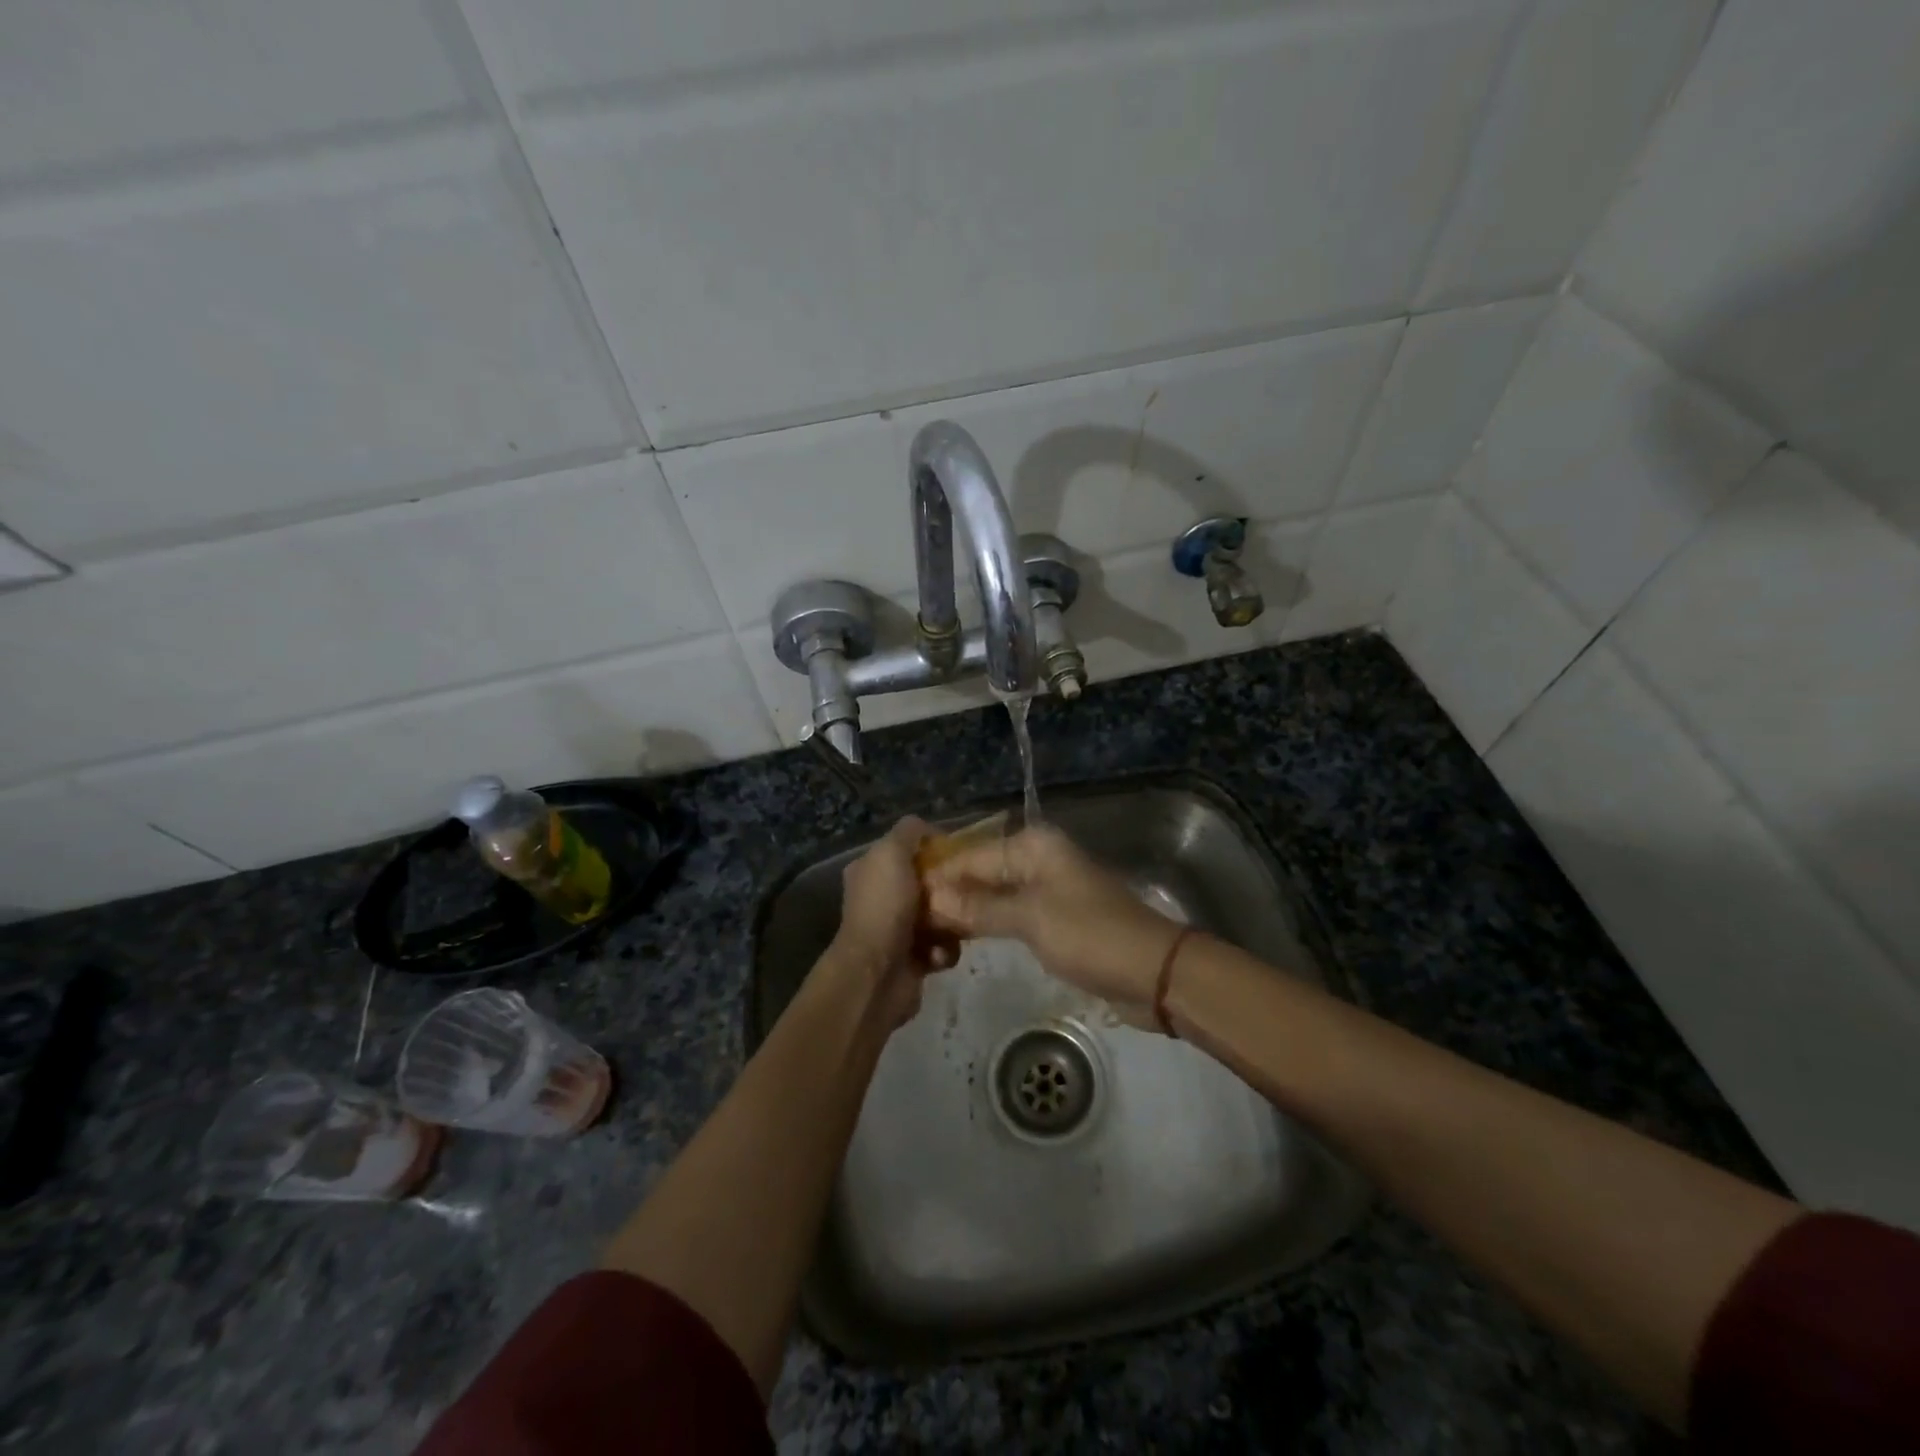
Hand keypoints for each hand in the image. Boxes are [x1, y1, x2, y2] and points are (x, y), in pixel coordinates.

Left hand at [826, 816, 956, 1028]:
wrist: (877, 974)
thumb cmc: (884, 907)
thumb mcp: (891, 852)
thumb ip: (909, 831)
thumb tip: (929, 829)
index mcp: (870, 870)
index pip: (906, 850)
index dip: (932, 848)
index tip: (958, 853)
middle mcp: (881, 898)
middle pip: (928, 883)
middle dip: (948, 887)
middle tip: (963, 890)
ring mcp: (896, 930)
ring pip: (941, 915)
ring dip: (951, 922)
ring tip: (953, 927)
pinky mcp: (913, 959)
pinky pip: (942, 947)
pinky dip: (944, 950)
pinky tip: (938, 955)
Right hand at [924, 826, 1182, 1013]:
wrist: (1153, 972)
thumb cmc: (1090, 935)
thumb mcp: (1030, 919)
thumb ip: (980, 908)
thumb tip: (931, 898)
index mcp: (1032, 847)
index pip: (970, 856)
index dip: (938, 879)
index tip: (902, 903)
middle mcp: (1037, 859)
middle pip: (981, 872)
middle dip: (949, 894)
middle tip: (910, 923)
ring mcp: (1046, 889)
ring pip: (994, 894)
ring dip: (966, 911)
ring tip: (927, 933)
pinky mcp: (1054, 918)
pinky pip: (1010, 914)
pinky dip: (988, 924)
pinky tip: (962, 939)